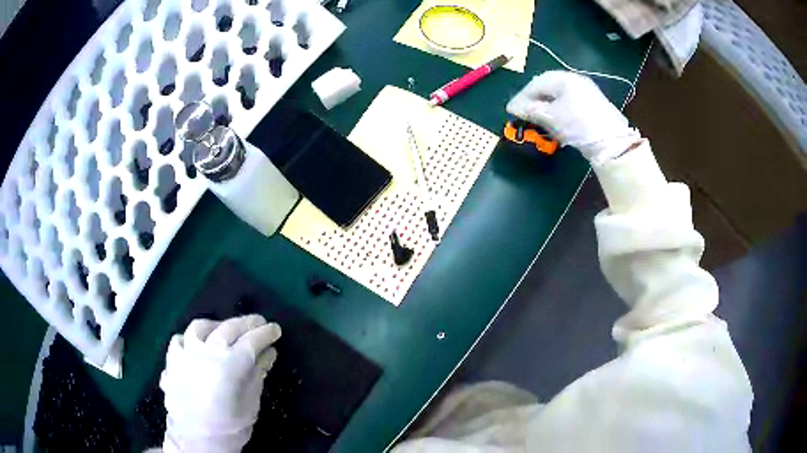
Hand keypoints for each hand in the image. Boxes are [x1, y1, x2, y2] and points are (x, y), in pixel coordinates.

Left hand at [160, 315, 280, 452]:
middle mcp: (207, 351)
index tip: (275, 329)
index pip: (252, 340)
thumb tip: (268, 353)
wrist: (197, 439)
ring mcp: (186, 353)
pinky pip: (179, 340)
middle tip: (258, 322)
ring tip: (223, 329)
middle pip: (229, 328)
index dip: (265, 333)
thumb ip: (258, 374)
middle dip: (246, 323)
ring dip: (216, 325)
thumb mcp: (251, 402)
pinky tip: (194, 345)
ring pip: (200, 327)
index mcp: (231, 364)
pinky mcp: (172, 361)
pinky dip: (188, 340)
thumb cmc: (231, 426)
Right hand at [506, 71, 641, 164]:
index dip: (522, 97)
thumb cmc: (578, 124)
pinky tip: (556, 124)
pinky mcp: (592, 107)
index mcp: (564, 79)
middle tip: (523, 114)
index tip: (511, 110)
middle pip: (548, 88)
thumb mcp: (552, 117)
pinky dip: (558, 112)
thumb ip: (532, 110)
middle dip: (534, 101)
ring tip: (538, 120)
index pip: (537, 84)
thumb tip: (514, 108)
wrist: (612, 142)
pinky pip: (569, 105)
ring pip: (559, 97)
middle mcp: (575, 81)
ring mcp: (586, 93)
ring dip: (546, 108)